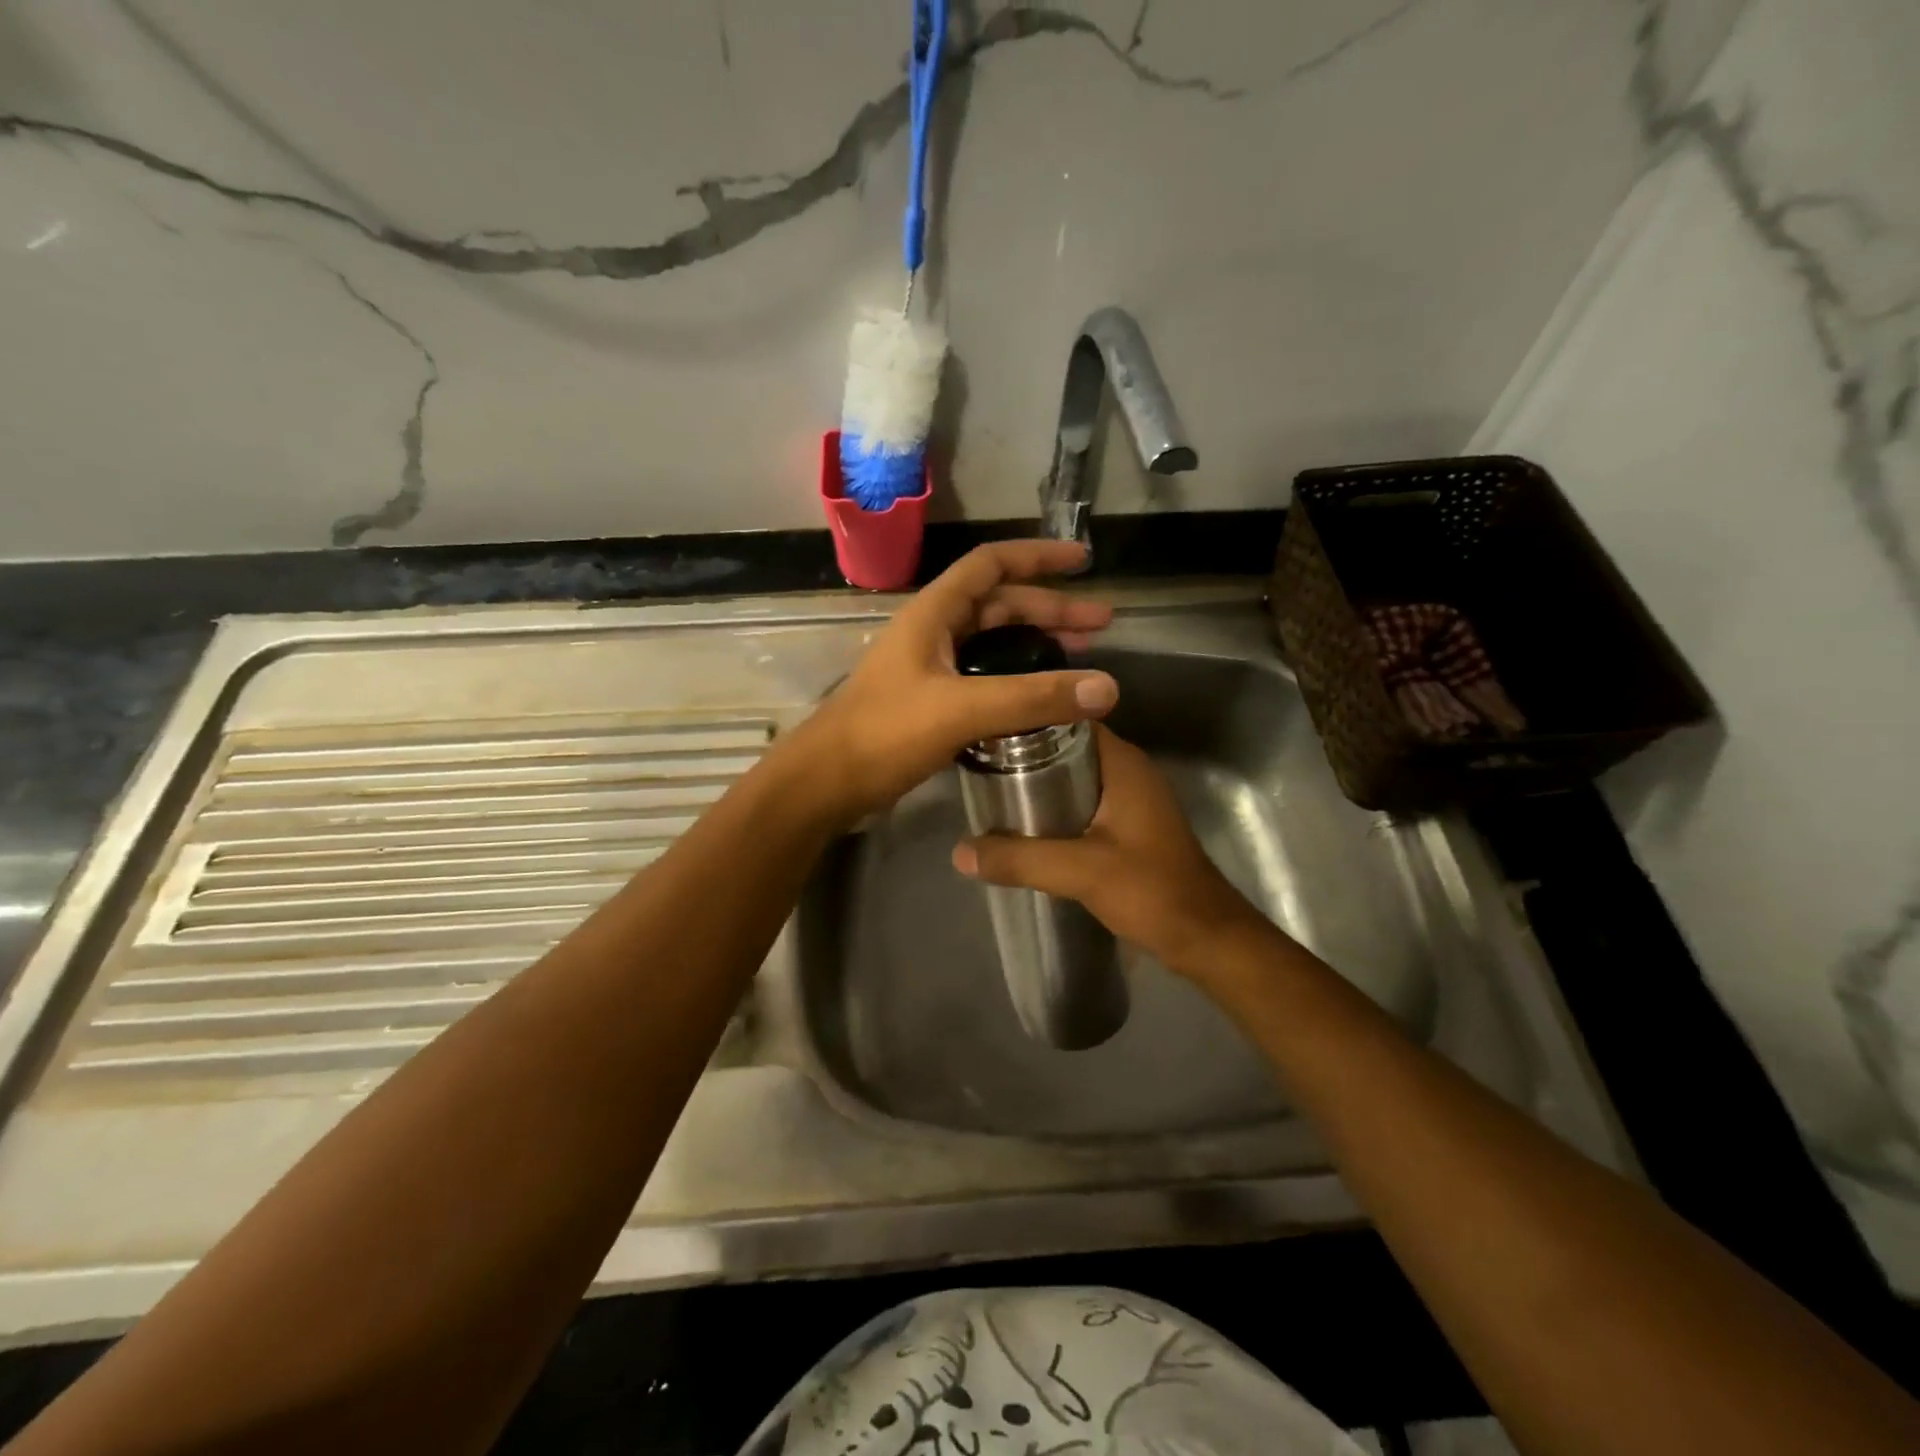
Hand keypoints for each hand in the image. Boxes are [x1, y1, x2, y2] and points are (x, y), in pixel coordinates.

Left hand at [784, 540, 1118, 824]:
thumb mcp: (961, 710)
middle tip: (1100, 626)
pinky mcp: (930, 701)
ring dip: (1035, 644)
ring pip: (992, 642)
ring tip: (1079, 659)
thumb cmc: (884, 734)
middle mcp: (932, 631)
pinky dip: (1015, 679)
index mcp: (933, 613)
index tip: (1084, 560)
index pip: (991, 564)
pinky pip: (983, 676)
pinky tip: (1039, 698)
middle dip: (1050, 610)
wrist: (825, 783)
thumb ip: (1032, 698)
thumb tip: (1106, 687)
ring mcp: (929, 668)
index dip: (1038, 556)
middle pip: (999, 605)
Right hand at [952, 725, 1282, 980]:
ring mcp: (1129, 801)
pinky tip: (1022, 827)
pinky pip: (1081, 804)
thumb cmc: (1152, 891)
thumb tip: (959, 851)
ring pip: (1072, 778)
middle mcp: (1127, 772)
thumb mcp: (1081, 872)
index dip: (1028, 721)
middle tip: (978, 765)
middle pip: (1066, 748)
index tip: (985, 730)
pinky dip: (1052, 809)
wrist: (1204, 938)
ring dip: (1037, 784)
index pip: (1069, 719)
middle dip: (1024, 756)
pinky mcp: (1127, 828)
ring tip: (990, 793)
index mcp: (1123, 764)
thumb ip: (1020, 859)